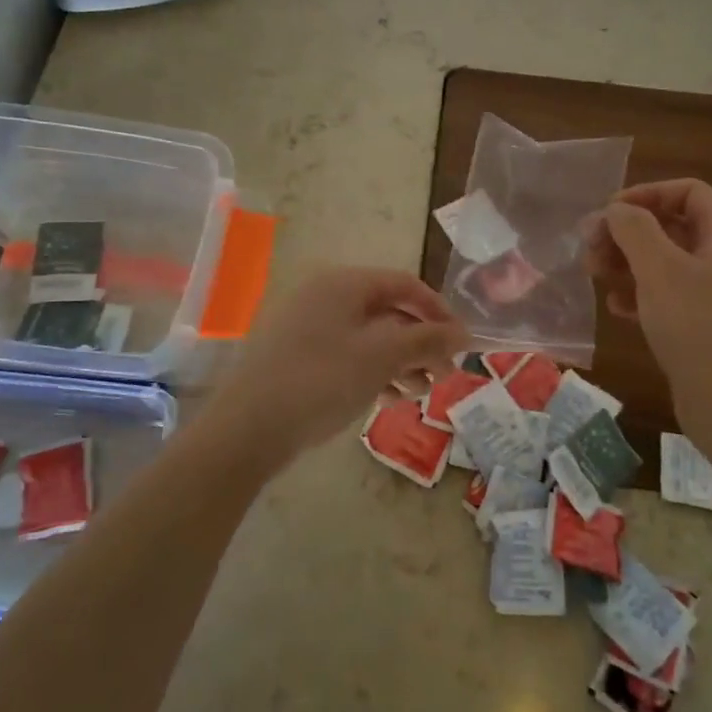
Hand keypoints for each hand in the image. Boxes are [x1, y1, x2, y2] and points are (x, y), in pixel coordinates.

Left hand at [200, 267, 468, 470]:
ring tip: (419, 393)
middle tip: (444, 376)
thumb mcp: (382, 357)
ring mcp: (308, 325)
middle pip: (388, 311)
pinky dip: (374, 371)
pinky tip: (388, 399)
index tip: (462, 344)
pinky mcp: (298, 355)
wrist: (247, 428)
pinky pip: (348, 353)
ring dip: (401, 361)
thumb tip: (464, 333)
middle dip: (421, 343)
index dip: (439, 311)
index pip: (405, 284)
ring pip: (369, 336)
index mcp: (344, 283)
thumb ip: (427, 341)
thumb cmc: (322, 380)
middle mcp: (325, 295)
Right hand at [586, 179, 711, 450]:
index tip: (608, 214)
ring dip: (626, 263)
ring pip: (663, 263)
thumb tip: (615, 210)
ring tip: (593, 275)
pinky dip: (637, 295)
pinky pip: (664, 297)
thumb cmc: (699, 328)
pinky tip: (615, 308)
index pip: (688, 192)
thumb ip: (634, 230)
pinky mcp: (699, 326)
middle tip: (589, 248)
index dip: (646, 194)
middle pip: (671, 226)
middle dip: (627, 233)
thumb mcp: (661, 270)